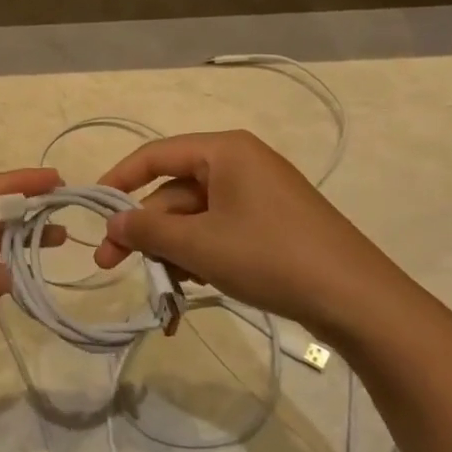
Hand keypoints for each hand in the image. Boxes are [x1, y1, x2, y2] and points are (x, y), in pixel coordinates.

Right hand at [91, 130, 407, 343]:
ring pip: (195, 218)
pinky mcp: (271, 224)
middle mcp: (240, 164)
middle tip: (111, 266)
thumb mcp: (200, 244)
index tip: (93, 210)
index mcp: (224, 151)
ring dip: (172, 252)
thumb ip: (148, 230)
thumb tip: (112, 221)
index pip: (155, 154)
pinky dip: (200, 257)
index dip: (119, 180)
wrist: (358, 300)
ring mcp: (258, 195)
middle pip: (174, 192)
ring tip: (164, 292)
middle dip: (145, 232)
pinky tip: (192, 288)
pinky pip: (220, 231)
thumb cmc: (270, 257)